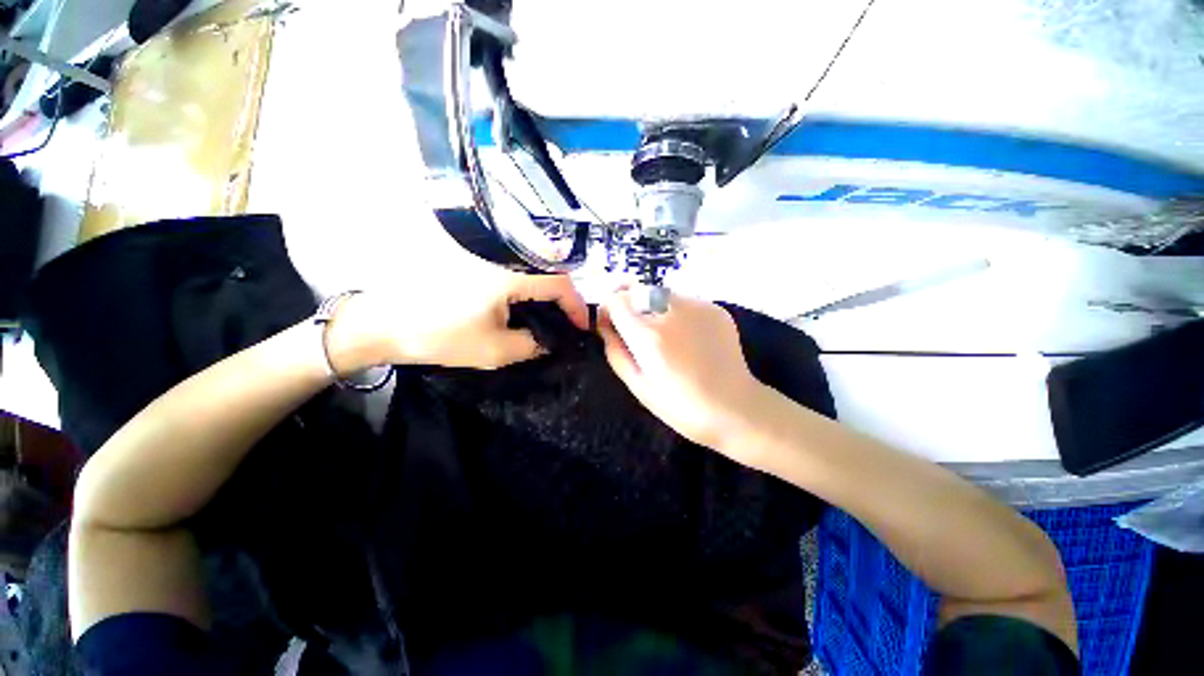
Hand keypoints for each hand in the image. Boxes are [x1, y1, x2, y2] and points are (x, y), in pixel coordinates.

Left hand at [327, 267, 587, 371]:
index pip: (559, 282)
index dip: (576, 305)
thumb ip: (533, 345)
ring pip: (531, 262)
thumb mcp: (494, 350)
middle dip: (564, 295)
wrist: (381, 322)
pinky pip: (511, 262)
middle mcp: (499, 253)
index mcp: (507, 273)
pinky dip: (526, 280)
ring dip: (546, 286)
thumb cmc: (438, 336)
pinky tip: (523, 300)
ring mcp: (483, 249)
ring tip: (549, 312)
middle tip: (566, 319)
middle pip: (549, 266)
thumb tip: (552, 341)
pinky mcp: (471, 253)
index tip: (580, 327)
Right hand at [597, 288, 766, 462]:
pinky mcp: (715, 308)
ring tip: (665, 334)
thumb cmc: (681, 406)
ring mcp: (697, 306)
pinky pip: (684, 300)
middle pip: (637, 289)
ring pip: (661, 292)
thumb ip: (615, 351)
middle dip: (629, 304)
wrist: (734, 408)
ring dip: (653, 306)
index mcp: (649, 335)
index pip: (616, 299)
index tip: (612, 323)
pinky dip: (677, 312)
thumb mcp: (638, 386)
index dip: (609, 309)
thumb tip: (605, 326)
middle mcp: (671, 312)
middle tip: (637, 328)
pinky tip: (687, 336)